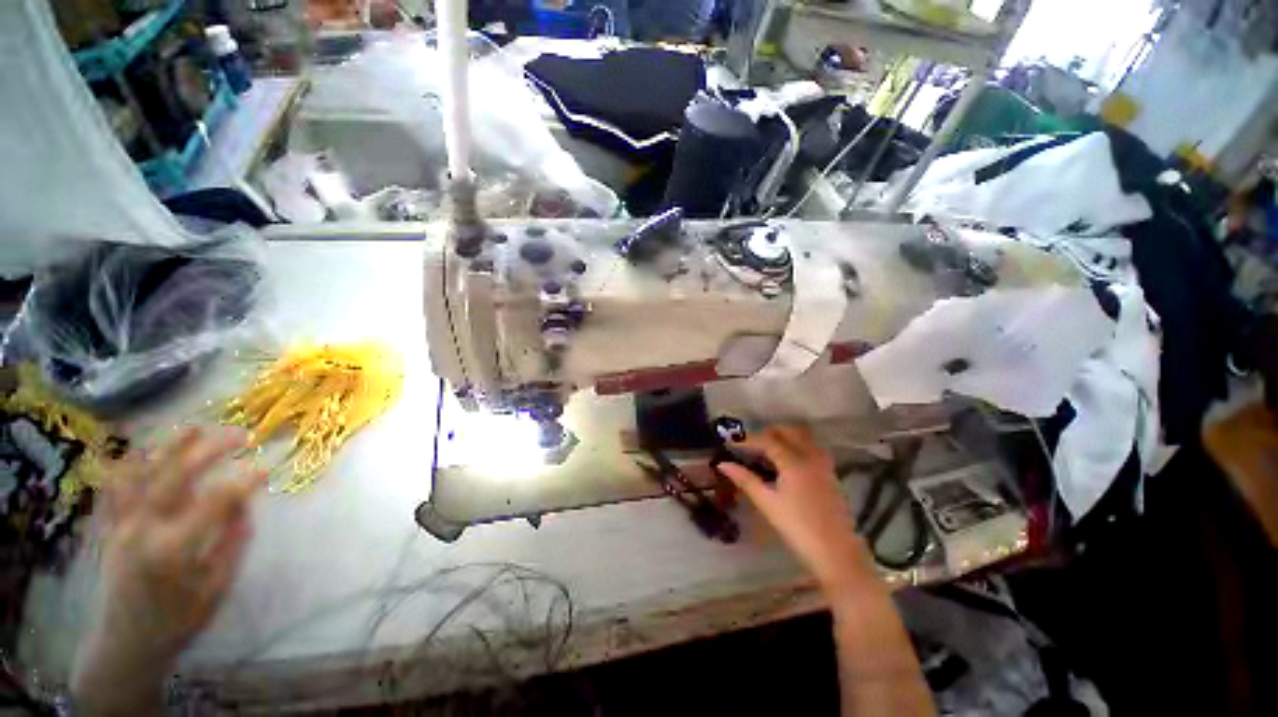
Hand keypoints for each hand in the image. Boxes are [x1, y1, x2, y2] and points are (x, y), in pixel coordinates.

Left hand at [72, 427, 264, 713]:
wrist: (128, 643)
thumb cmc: (180, 619)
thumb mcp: (217, 586)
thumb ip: (232, 541)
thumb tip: (244, 502)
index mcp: (173, 549)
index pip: (214, 502)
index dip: (244, 482)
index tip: (267, 469)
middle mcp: (143, 530)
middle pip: (176, 477)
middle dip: (210, 450)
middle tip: (241, 435)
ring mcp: (122, 527)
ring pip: (142, 475)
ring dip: (168, 448)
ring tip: (193, 428)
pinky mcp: (111, 529)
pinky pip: (116, 488)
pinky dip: (128, 464)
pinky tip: (142, 448)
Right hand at [717, 426, 874, 595]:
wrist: (836, 553)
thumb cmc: (797, 528)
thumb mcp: (767, 503)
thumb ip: (745, 479)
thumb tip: (723, 464)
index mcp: (794, 462)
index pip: (767, 440)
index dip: (748, 439)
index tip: (731, 441)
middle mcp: (811, 457)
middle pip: (789, 431)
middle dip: (768, 431)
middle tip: (751, 443)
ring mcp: (824, 465)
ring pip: (804, 437)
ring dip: (786, 436)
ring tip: (768, 449)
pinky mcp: (831, 474)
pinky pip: (813, 448)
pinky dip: (798, 445)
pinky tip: (788, 462)